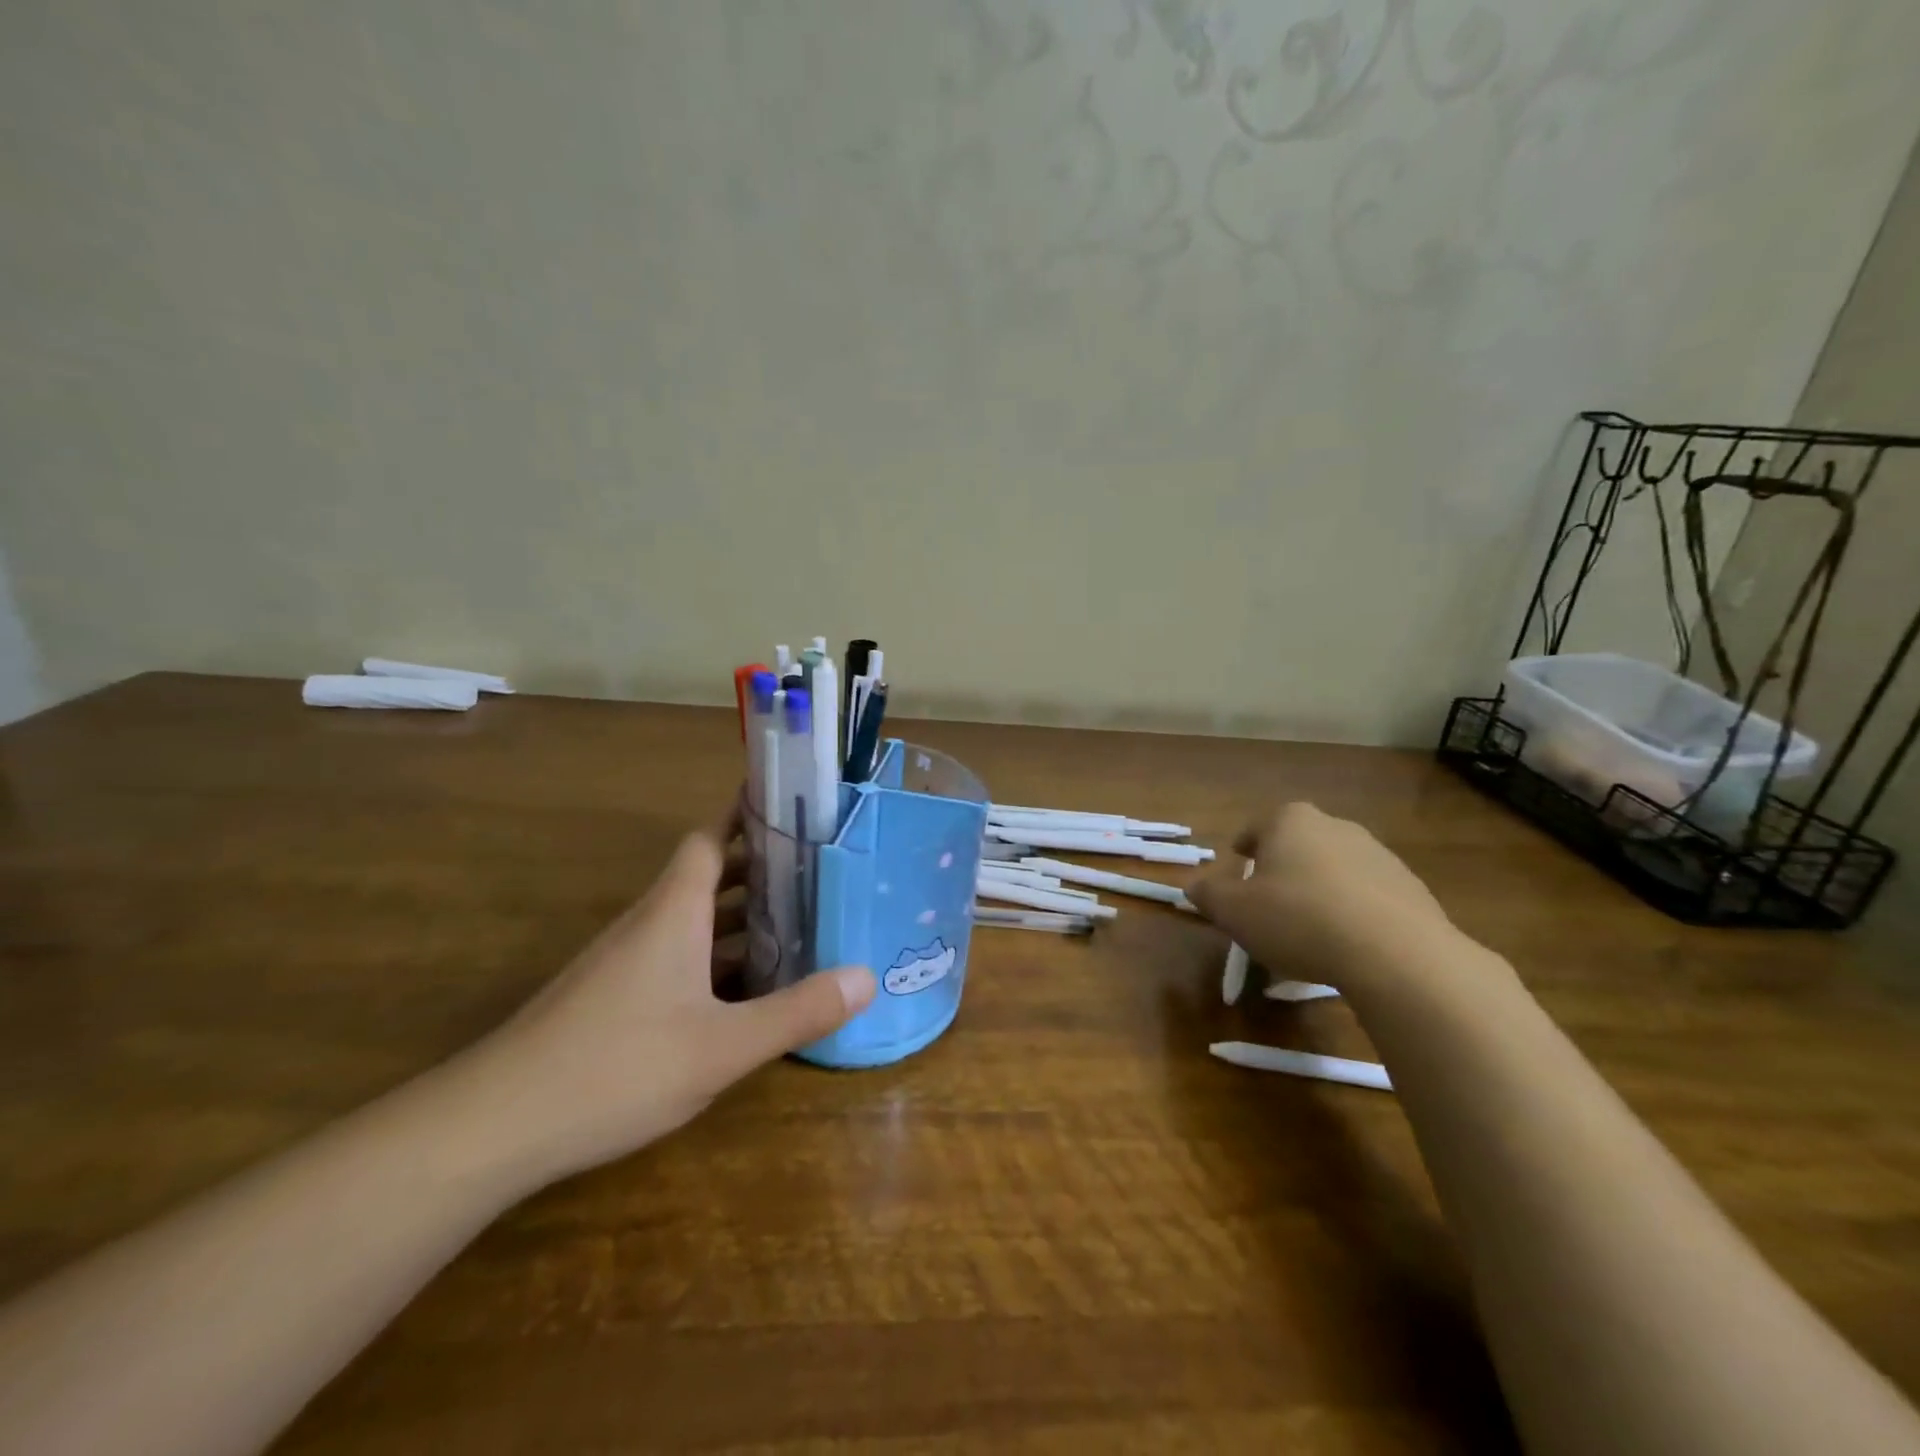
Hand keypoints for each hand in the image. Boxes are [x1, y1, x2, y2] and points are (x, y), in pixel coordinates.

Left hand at [448, 815, 874, 1185]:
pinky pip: (677, 958)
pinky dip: (715, 959)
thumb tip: (867, 978)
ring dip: (740, 918)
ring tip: (798, 924)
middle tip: (819, 870)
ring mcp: (626, 961)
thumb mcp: (722, 1046)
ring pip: (693, 921)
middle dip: (760, 869)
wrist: (493, 1127)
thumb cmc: (616, 1066)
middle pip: (708, 876)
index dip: (746, 815)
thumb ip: (797, 1011)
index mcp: (674, 911)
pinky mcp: (612, 998)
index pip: (711, 837)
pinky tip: (744, 992)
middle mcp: (649, 923)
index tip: (790, 805)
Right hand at [1187, 803, 1451, 991]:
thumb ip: (1208, 895)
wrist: (1397, 955)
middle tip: (1269, 901)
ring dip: (1320, 889)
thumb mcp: (1234, 911)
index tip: (1239, 867)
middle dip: (1283, 867)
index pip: (1257, 826)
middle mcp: (1336, 826)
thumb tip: (1192, 887)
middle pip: (1298, 843)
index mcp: (1290, 821)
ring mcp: (1379, 855)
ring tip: (1309, 929)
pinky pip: (1368, 896)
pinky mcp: (1411, 888)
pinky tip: (1347, 944)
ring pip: (1335, 868)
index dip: (1244, 848)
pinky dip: (1353, 911)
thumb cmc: (1298, 920)